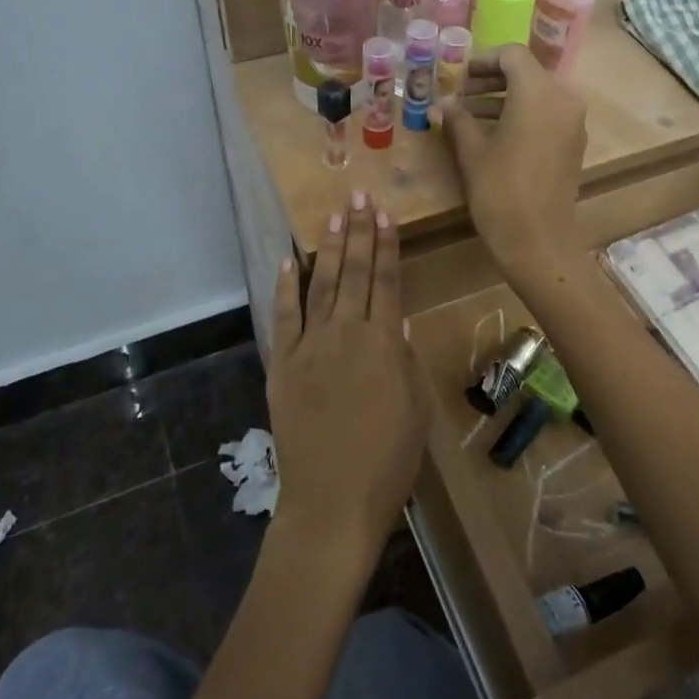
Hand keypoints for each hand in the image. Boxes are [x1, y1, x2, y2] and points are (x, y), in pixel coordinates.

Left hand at [267, 192, 429, 561]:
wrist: (332, 502)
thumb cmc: (388, 462)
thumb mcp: (416, 410)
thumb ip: (406, 361)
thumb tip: (398, 322)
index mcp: (383, 344)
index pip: (386, 281)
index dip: (386, 245)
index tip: (385, 213)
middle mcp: (345, 334)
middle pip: (353, 273)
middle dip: (358, 232)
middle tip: (359, 196)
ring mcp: (309, 347)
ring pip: (320, 285)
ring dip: (327, 248)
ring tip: (333, 216)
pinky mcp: (282, 365)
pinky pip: (283, 318)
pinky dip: (285, 287)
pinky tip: (287, 261)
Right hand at [441, 44, 586, 281]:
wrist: (538, 242)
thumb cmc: (501, 191)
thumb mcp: (472, 151)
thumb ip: (457, 119)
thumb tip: (440, 104)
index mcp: (538, 93)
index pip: (512, 55)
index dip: (482, 60)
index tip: (457, 76)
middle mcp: (563, 99)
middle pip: (526, 73)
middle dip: (490, 80)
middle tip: (459, 94)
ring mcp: (572, 122)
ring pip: (536, 95)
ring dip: (503, 98)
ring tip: (467, 115)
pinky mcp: (573, 144)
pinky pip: (546, 115)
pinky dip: (520, 115)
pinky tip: (492, 134)